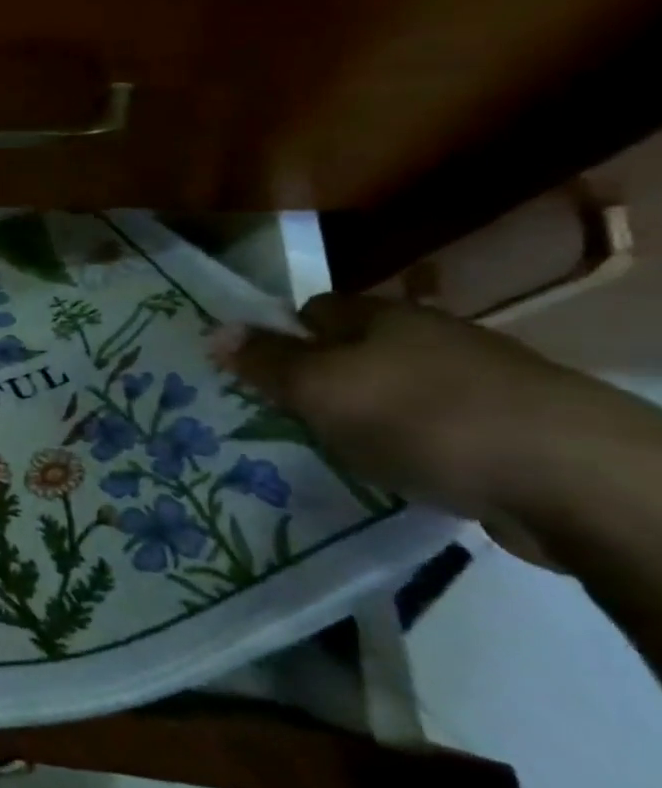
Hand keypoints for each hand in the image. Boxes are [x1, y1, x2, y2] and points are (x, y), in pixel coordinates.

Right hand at [217, 293, 661, 532]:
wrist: (573, 477)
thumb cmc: (419, 417)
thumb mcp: (319, 387)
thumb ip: (265, 361)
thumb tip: (214, 330)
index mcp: (380, 317)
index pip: (312, 311)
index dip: (280, 337)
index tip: (259, 374)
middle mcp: (429, 336)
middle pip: (354, 350)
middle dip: (321, 380)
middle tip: (288, 417)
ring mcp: (478, 381)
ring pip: (395, 390)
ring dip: (368, 416)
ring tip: (340, 452)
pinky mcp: (514, 428)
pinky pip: (438, 428)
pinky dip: (415, 446)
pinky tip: (405, 473)